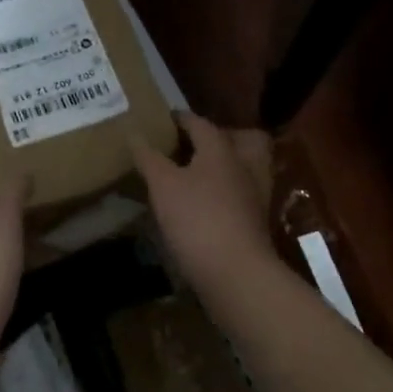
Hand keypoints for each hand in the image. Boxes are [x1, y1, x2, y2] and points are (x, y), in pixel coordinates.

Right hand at [131, 112, 276, 291]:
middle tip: (195, 144)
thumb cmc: (197, 219)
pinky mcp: (257, 221)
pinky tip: (207, 203)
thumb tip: (134, 133)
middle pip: (242, 139)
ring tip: (199, 174)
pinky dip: (228, 192)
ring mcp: (256, 195)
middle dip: (222, 137)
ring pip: (247, 167)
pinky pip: (244, 194)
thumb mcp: (163, 185)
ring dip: (227, 165)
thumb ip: (149, 157)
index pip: (200, 123)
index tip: (163, 119)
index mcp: (221, 149)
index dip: (180, 119)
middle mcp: (245, 165)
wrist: (236, 272)